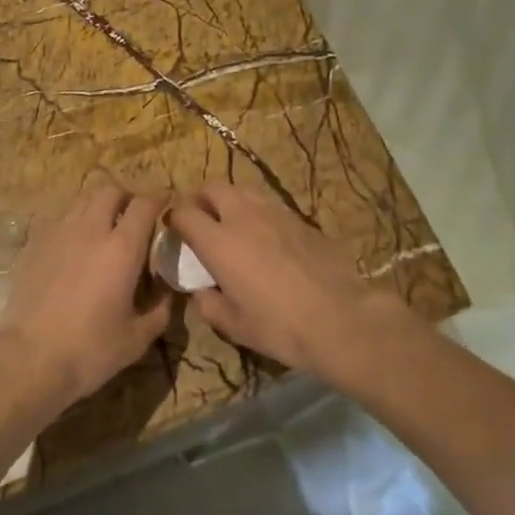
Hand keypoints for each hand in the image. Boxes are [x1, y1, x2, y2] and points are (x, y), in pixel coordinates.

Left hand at [0, 184, 170, 410]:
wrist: (29, 357)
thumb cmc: (90, 350)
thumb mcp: (138, 337)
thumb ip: (160, 307)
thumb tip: (167, 288)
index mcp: (122, 248)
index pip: (145, 204)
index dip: (159, 197)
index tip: (167, 202)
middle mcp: (91, 230)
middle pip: (110, 191)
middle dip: (127, 196)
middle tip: (135, 215)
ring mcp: (59, 234)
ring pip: (82, 200)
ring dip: (99, 205)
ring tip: (105, 226)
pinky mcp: (35, 244)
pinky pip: (60, 220)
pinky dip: (75, 223)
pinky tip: (76, 246)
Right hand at [170, 181, 415, 379]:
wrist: (340, 318)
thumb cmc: (279, 326)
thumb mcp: (233, 325)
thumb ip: (208, 304)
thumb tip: (202, 291)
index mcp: (219, 242)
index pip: (184, 213)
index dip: (174, 219)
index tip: (174, 231)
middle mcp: (243, 217)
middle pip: (213, 187)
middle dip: (201, 199)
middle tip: (202, 221)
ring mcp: (275, 213)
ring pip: (244, 191)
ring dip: (231, 202)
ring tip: (233, 225)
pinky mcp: (301, 218)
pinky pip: (270, 205)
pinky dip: (258, 214)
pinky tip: (267, 238)